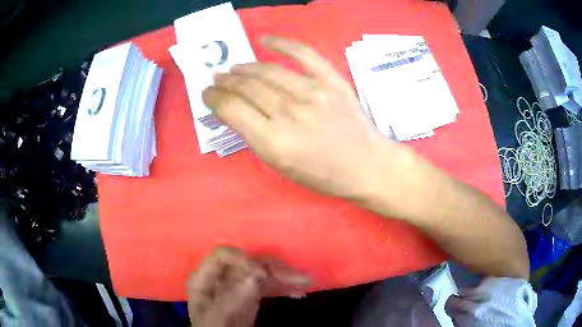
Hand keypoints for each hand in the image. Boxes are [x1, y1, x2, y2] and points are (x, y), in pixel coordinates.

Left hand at [187, 247, 309, 326]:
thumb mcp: (219, 317)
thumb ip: (233, 298)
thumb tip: (255, 276)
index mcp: (204, 279)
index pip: (221, 256)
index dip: (242, 259)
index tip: (263, 273)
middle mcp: (220, 277)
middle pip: (247, 263)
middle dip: (273, 268)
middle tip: (298, 277)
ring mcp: (235, 285)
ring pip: (261, 273)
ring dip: (284, 276)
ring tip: (305, 282)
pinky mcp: (248, 294)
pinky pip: (267, 285)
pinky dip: (282, 287)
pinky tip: (298, 292)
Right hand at [203, 37, 394, 199]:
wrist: (366, 165)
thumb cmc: (323, 175)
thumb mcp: (281, 166)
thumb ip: (255, 138)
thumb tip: (234, 112)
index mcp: (274, 141)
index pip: (232, 110)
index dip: (214, 99)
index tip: (207, 94)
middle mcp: (289, 113)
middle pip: (247, 87)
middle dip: (225, 82)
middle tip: (216, 79)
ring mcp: (312, 92)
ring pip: (267, 70)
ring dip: (244, 67)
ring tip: (233, 68)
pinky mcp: (331, 81)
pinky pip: (303, 54)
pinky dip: (282, 43)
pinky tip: (265, 39)